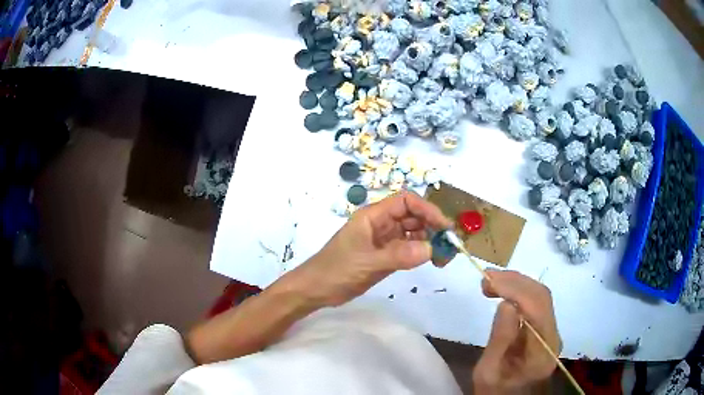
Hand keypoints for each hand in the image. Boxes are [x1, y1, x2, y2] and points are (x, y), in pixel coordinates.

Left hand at [288, 190, 451, 307]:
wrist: (316, 289)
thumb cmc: (336, 270)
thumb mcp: (367, 262)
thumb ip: (399, 255)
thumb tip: (431, 249)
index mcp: (373, 216)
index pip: (406, 201)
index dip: (427, 209)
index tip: (444, 227)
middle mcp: (380, 224)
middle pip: (413, 216)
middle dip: (432, 226)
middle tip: (449, 245)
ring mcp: (383, 240)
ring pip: (413, 232)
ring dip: (429, 240)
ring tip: (443, 256)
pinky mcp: (385, 255)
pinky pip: (408, 248)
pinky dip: (421, 252)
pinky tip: (430, 261)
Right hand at [473, 270, 561, 393]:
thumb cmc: (495, 391)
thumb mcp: (487, 373)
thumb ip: (500, 340)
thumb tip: (506, 303)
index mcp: (542, 351)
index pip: (537, 309)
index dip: (515, 289)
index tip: (489, 281)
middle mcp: (553, 337)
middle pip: (542, 297)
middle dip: (515, 281)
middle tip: (487, 278)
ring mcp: (551, 332)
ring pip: (540, 296)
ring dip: (516, 284)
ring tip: (491, 282)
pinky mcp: (545, 329)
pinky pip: (536, 304)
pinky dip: (519, 292)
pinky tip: (503, 291)